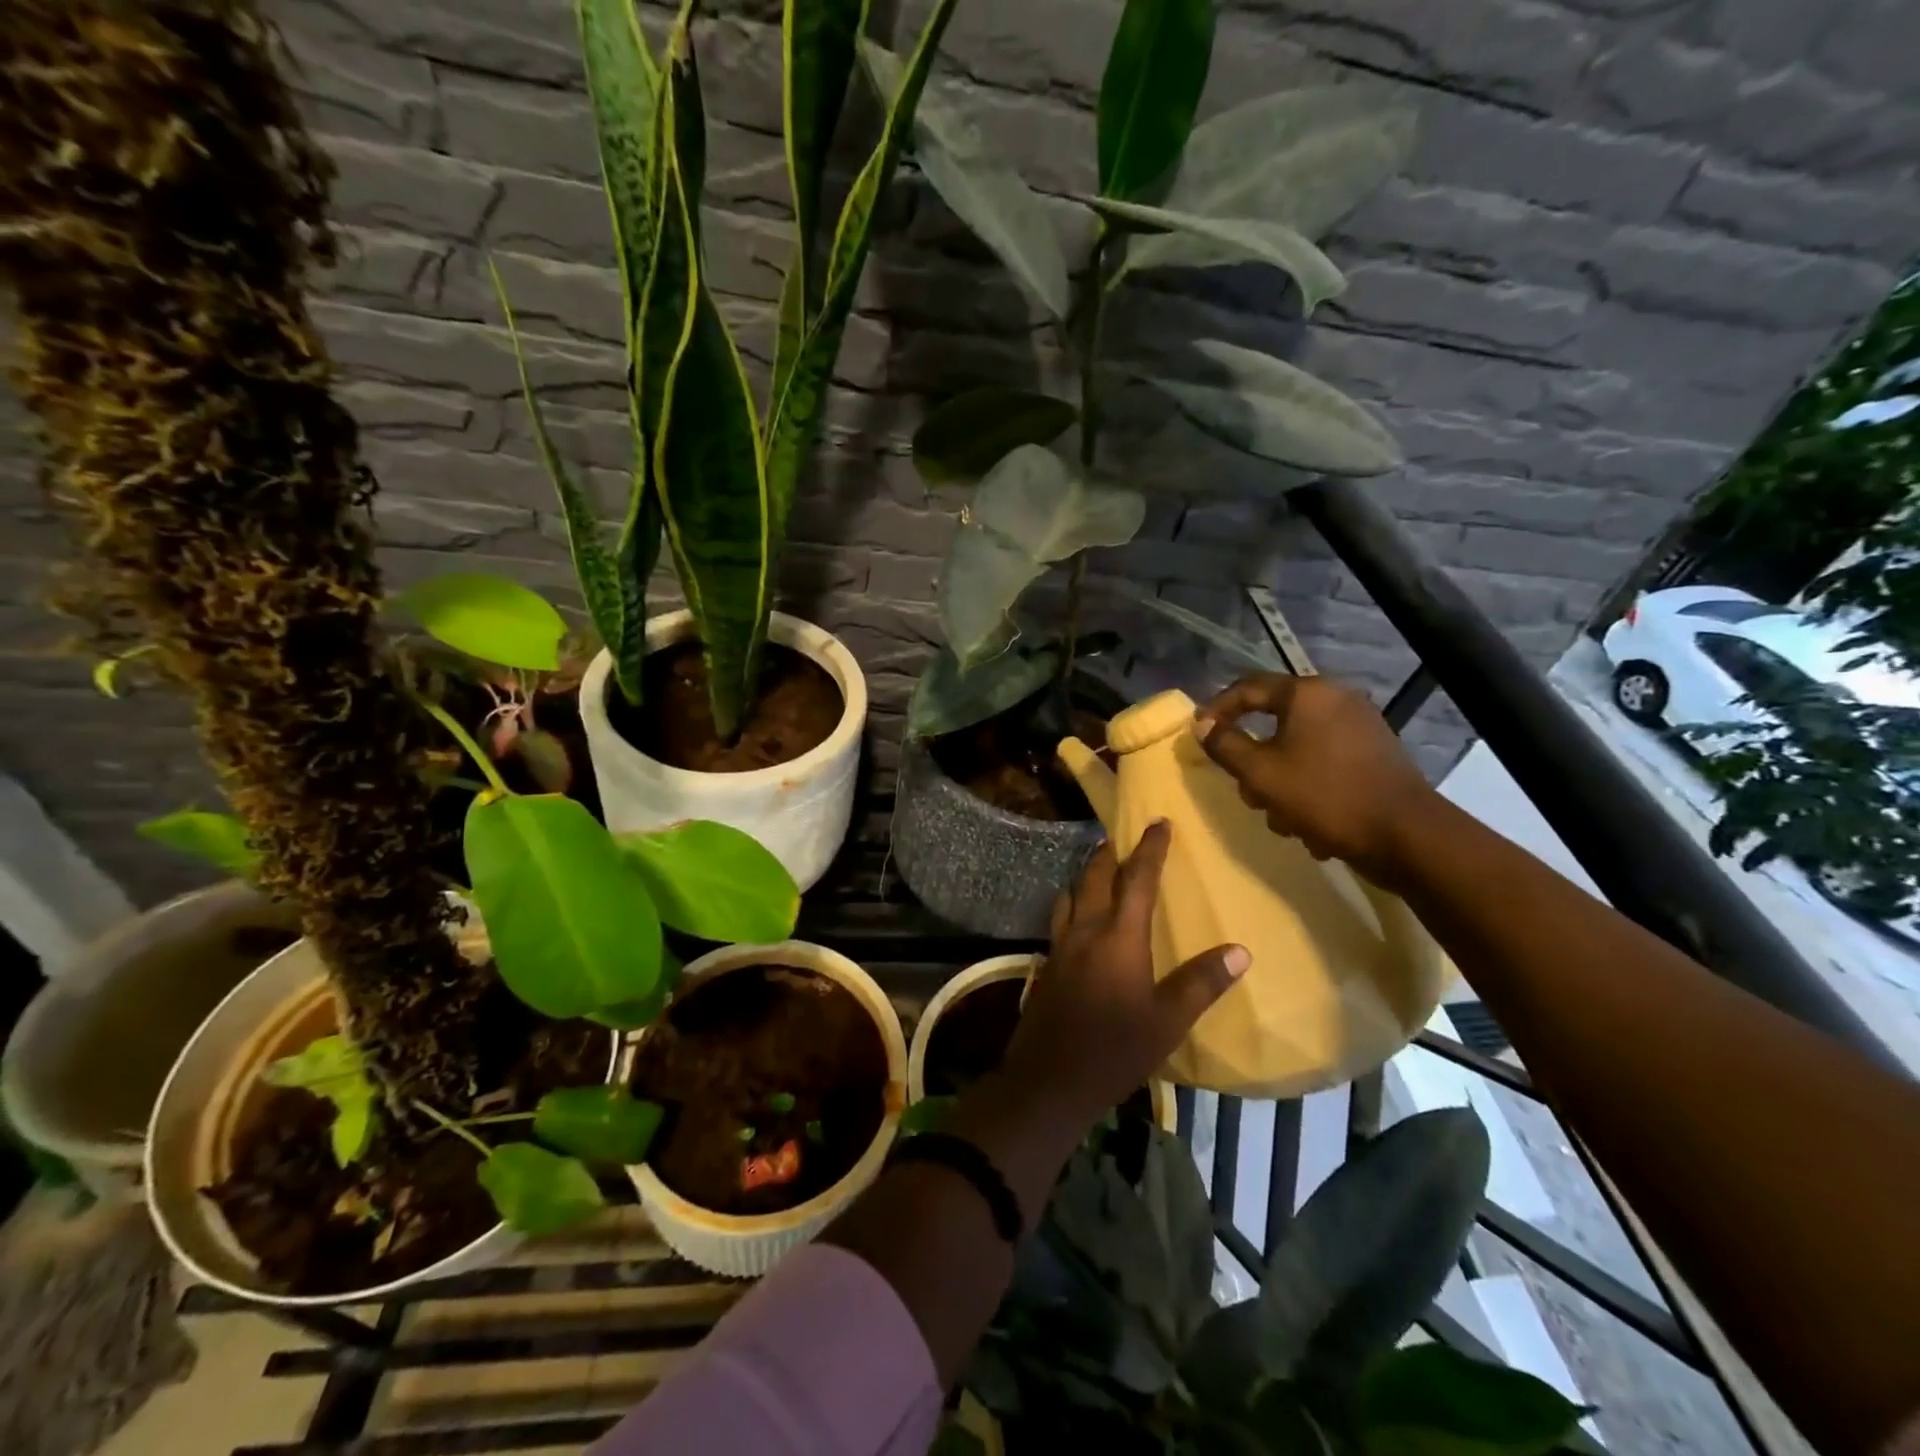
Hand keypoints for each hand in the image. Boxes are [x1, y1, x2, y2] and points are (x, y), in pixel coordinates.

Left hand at [1004, 821, 1248, 1125]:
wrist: (1049, 1079)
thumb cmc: (1115, 1049)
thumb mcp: (1168, 1021)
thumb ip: (1201, 983)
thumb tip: (1240, 951)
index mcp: (1119, 937)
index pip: (1139, 880)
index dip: (1151, 849)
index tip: (1159, 822)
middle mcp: (1086, 931)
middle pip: (1096, 878)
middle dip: (1110, 853)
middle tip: (1120, 836)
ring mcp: (1061, 946)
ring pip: (1072, 894)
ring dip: (1087, 875)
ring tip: (1098, 868)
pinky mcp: (1047, 964)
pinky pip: (1061, 918)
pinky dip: (1072, 902)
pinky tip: (1076, 917)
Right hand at [1194, 673, 1440, 889]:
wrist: (1407, 836)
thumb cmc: (1325, 796)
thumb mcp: (1261, 773)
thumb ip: (1225, 745)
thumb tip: (1202, 725)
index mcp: (1308, 694)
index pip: (1248, 688)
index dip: (1216, 709)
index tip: (1197, 734)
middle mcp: (1336, 699)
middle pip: (1274, 722)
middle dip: (1254, 761)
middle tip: (1247, 791)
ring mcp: (1360, 727)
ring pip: (1297, 748)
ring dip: (1281, 783)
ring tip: (1283, 819)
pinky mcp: (1374, 755)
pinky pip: (1324, 763)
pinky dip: (1310, 788)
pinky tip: (1312, 825)